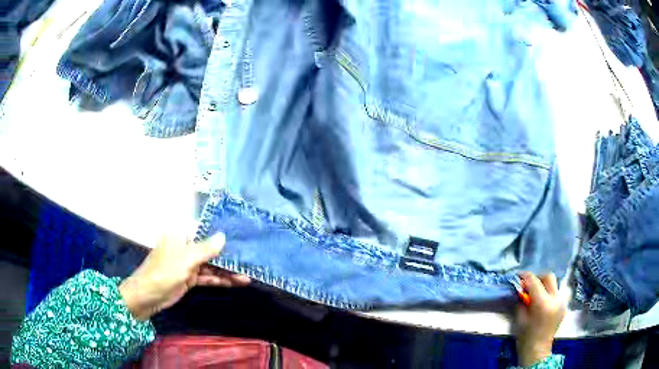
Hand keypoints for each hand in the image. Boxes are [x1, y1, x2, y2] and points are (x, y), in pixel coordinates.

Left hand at [119, 234, 249, 320]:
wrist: (148, 295)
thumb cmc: (165, 271)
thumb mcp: (186, 258)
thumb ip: (206, 248)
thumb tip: (223, 236)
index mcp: (181, 235)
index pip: (205, 231)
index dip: (222, 235)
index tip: (240, 238)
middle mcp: (185, 246)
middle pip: (210, 250)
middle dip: (228, 257)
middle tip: (249, 260)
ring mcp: (187, 263)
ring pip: (210, 265)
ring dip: (226, 271)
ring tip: (247, 276)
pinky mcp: (189, 278)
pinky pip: (207, 277)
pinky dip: (219, 280)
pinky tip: (235, 283)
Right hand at [514, 272, 565, 366]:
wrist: (537, 350)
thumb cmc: (525, 337)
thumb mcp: (520, 318)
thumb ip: (522, 301)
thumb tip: (521, 289)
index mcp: (543, 303)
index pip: (535, 281)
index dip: (526, 276)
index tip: (519, 276)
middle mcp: (555, 299)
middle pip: (549, 277)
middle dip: (538, 277)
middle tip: (528, 284)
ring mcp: (561, 302)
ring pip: (553, 284)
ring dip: (544, 285)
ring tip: (535, 294)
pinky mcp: (563, 306)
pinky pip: (556, 293)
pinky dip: (548, 293)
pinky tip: (542, 302)